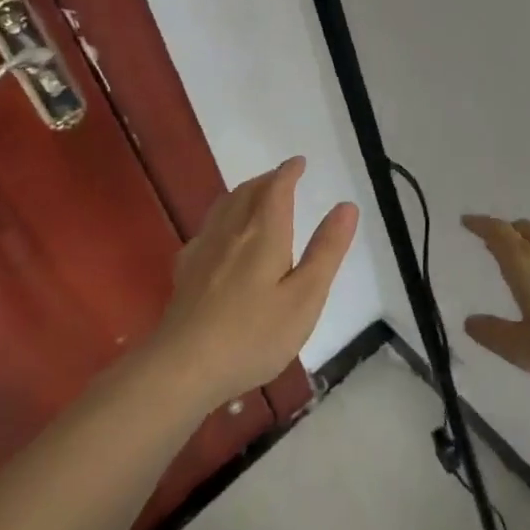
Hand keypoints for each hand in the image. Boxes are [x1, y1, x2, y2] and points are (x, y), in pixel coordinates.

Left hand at [157, 157, 358, 407]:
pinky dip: (223, 218)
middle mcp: (231, 232)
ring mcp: (203, 251)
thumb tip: (346, 206)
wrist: (183, 367)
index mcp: (264, 234)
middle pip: (247, 192)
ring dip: (244, 193)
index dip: (289, 172)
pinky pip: (207, 229)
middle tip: (282, 177)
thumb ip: (326, 250)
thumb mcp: (305, 297)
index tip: (299, 162)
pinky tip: (221, 236)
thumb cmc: (254, 335)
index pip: (276, 189)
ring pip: (224, 207)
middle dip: (267, 180)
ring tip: (256, 196)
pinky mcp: (186, 272)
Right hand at [461, 215, 529, 387]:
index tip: (468, 221)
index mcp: (525, 264)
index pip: (498, 233)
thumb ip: (494, 334)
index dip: (481, 224)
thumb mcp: (524, 349)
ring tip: (528, 262)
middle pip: (525, 230)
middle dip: (507, 231)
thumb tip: (470, 321)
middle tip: (495, 240)